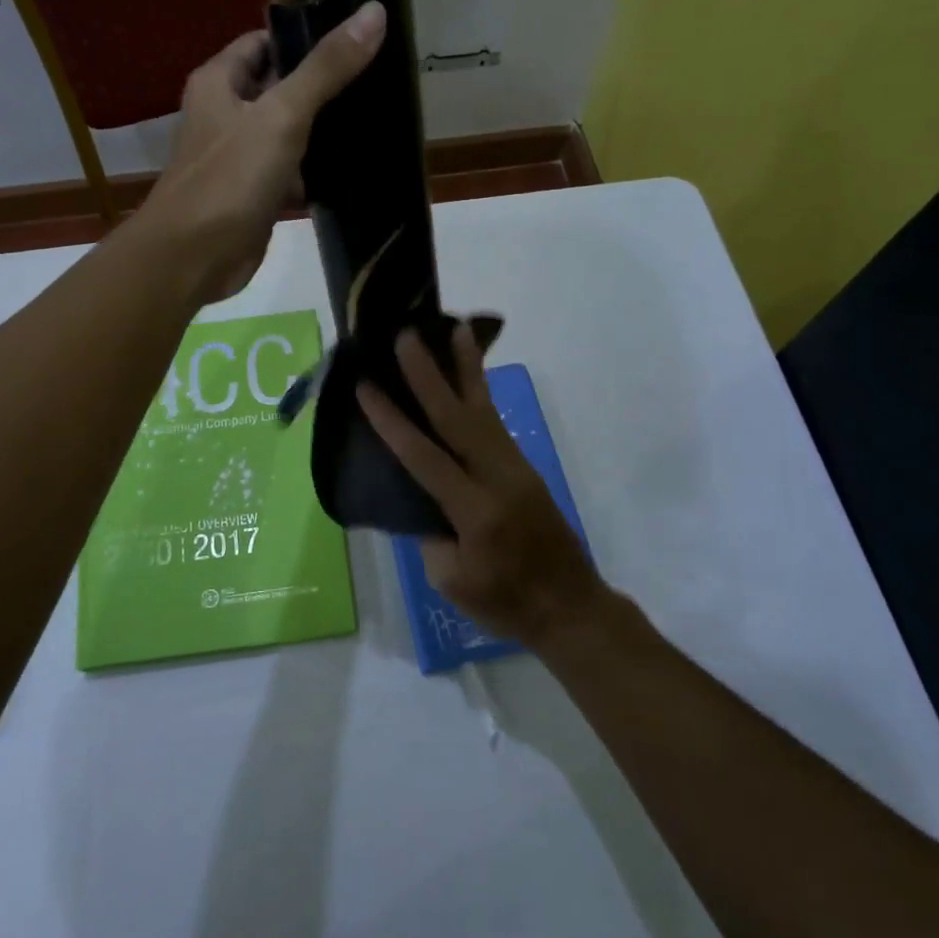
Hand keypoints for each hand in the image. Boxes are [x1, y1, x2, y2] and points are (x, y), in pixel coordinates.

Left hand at [139, 2, 386, 304]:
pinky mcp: (254, 195)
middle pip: (282, 87)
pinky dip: (315, 172)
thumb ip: (326, 68)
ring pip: (289, 133)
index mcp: (220, 82)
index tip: (359, 38)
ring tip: (378, 119)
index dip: (308, 36)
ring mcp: (240, 157)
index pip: (267, 41)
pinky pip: (291, 173)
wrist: (192, 258)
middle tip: (380, 80)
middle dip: (324, 86)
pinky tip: (356, 169)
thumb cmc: (229, 179)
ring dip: (324, 131)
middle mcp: (226, 113)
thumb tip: (374, 12)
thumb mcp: (281, 115)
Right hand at [357, 323, 607, 646]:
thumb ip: (431, 534)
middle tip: (408, 336)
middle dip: (429, 374)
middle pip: (457, 417)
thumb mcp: (453, 582)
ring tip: (454, 330)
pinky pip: (495, 422)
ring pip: (484, 409)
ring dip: (467, 368)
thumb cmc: (507, 603)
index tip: (366, 386)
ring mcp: (515, 468)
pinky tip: (470, 375)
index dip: (392, 420)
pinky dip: (480, 393)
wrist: (572, 607)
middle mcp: (497, 477)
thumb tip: (421, 498)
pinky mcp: (524, 468)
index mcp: (474, 510)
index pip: (424, 456)